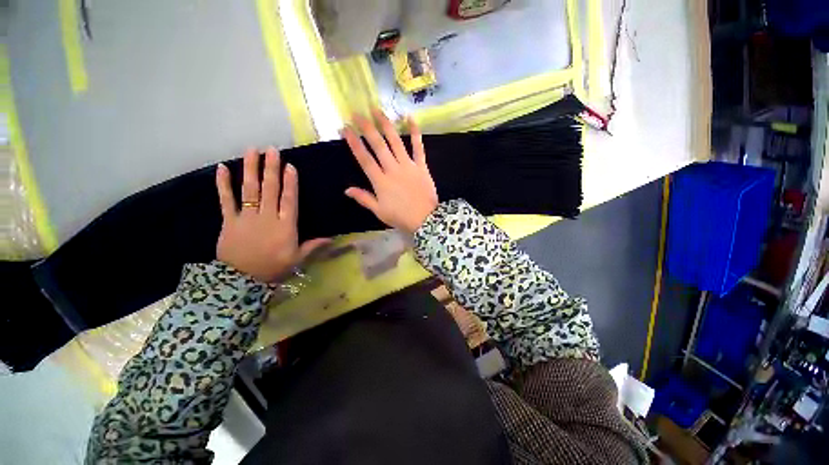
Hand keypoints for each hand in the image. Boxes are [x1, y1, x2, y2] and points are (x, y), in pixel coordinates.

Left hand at [215, 147, 328, 282]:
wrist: (241, 280)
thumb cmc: (273, 268)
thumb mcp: (297, 259)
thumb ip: (313, 246)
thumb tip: (332, 238)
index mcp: (285, 226)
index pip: (289, 200)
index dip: (290, 183)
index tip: (290, 166)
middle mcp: (267, 217)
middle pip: (270, 190)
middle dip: (272, 169)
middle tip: (272, 150)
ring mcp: (246, 218)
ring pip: (249, 190)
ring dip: (251, 169)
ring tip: (252, 151)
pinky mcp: (229, 221)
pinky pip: (225, 200)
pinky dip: (223, 184)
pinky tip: (222, 168)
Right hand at [342, 109, 438, 233]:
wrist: (425, 219)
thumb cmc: (400, 216)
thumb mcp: (379, 211)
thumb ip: (364, 198)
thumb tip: (346, 189)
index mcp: (380, 181)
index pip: (364, 159)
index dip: (354, 143)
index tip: (345, 129)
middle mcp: (392, 169)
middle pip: (378, 146)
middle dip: (367, 128)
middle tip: (357, 113)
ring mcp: (408, 165)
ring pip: (395, 142)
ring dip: (386, 125)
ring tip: (377, 110)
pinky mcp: (421, 166)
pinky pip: (418, 147)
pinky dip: (415, 133)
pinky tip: (410, 118)